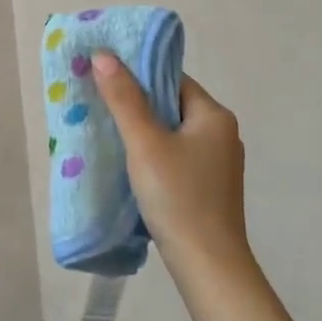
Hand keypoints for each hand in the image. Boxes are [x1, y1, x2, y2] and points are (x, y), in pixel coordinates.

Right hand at [92, 55, 251, 286]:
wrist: (208, 266)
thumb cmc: (178, 197)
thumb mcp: (144, 143)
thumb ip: (124, 98)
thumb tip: (103, 55)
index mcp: (214, 115)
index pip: (172, 79)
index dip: (139, 76)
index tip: (105, 78)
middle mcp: (222, 134)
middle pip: (172, 105)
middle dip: (137, 104)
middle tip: (99, 104)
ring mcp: (218, 164)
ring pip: (173, 133)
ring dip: (144, 131)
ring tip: (108, 133)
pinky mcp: (210, 188)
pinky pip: (177, 157)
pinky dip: (154, 155)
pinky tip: (131, 165)